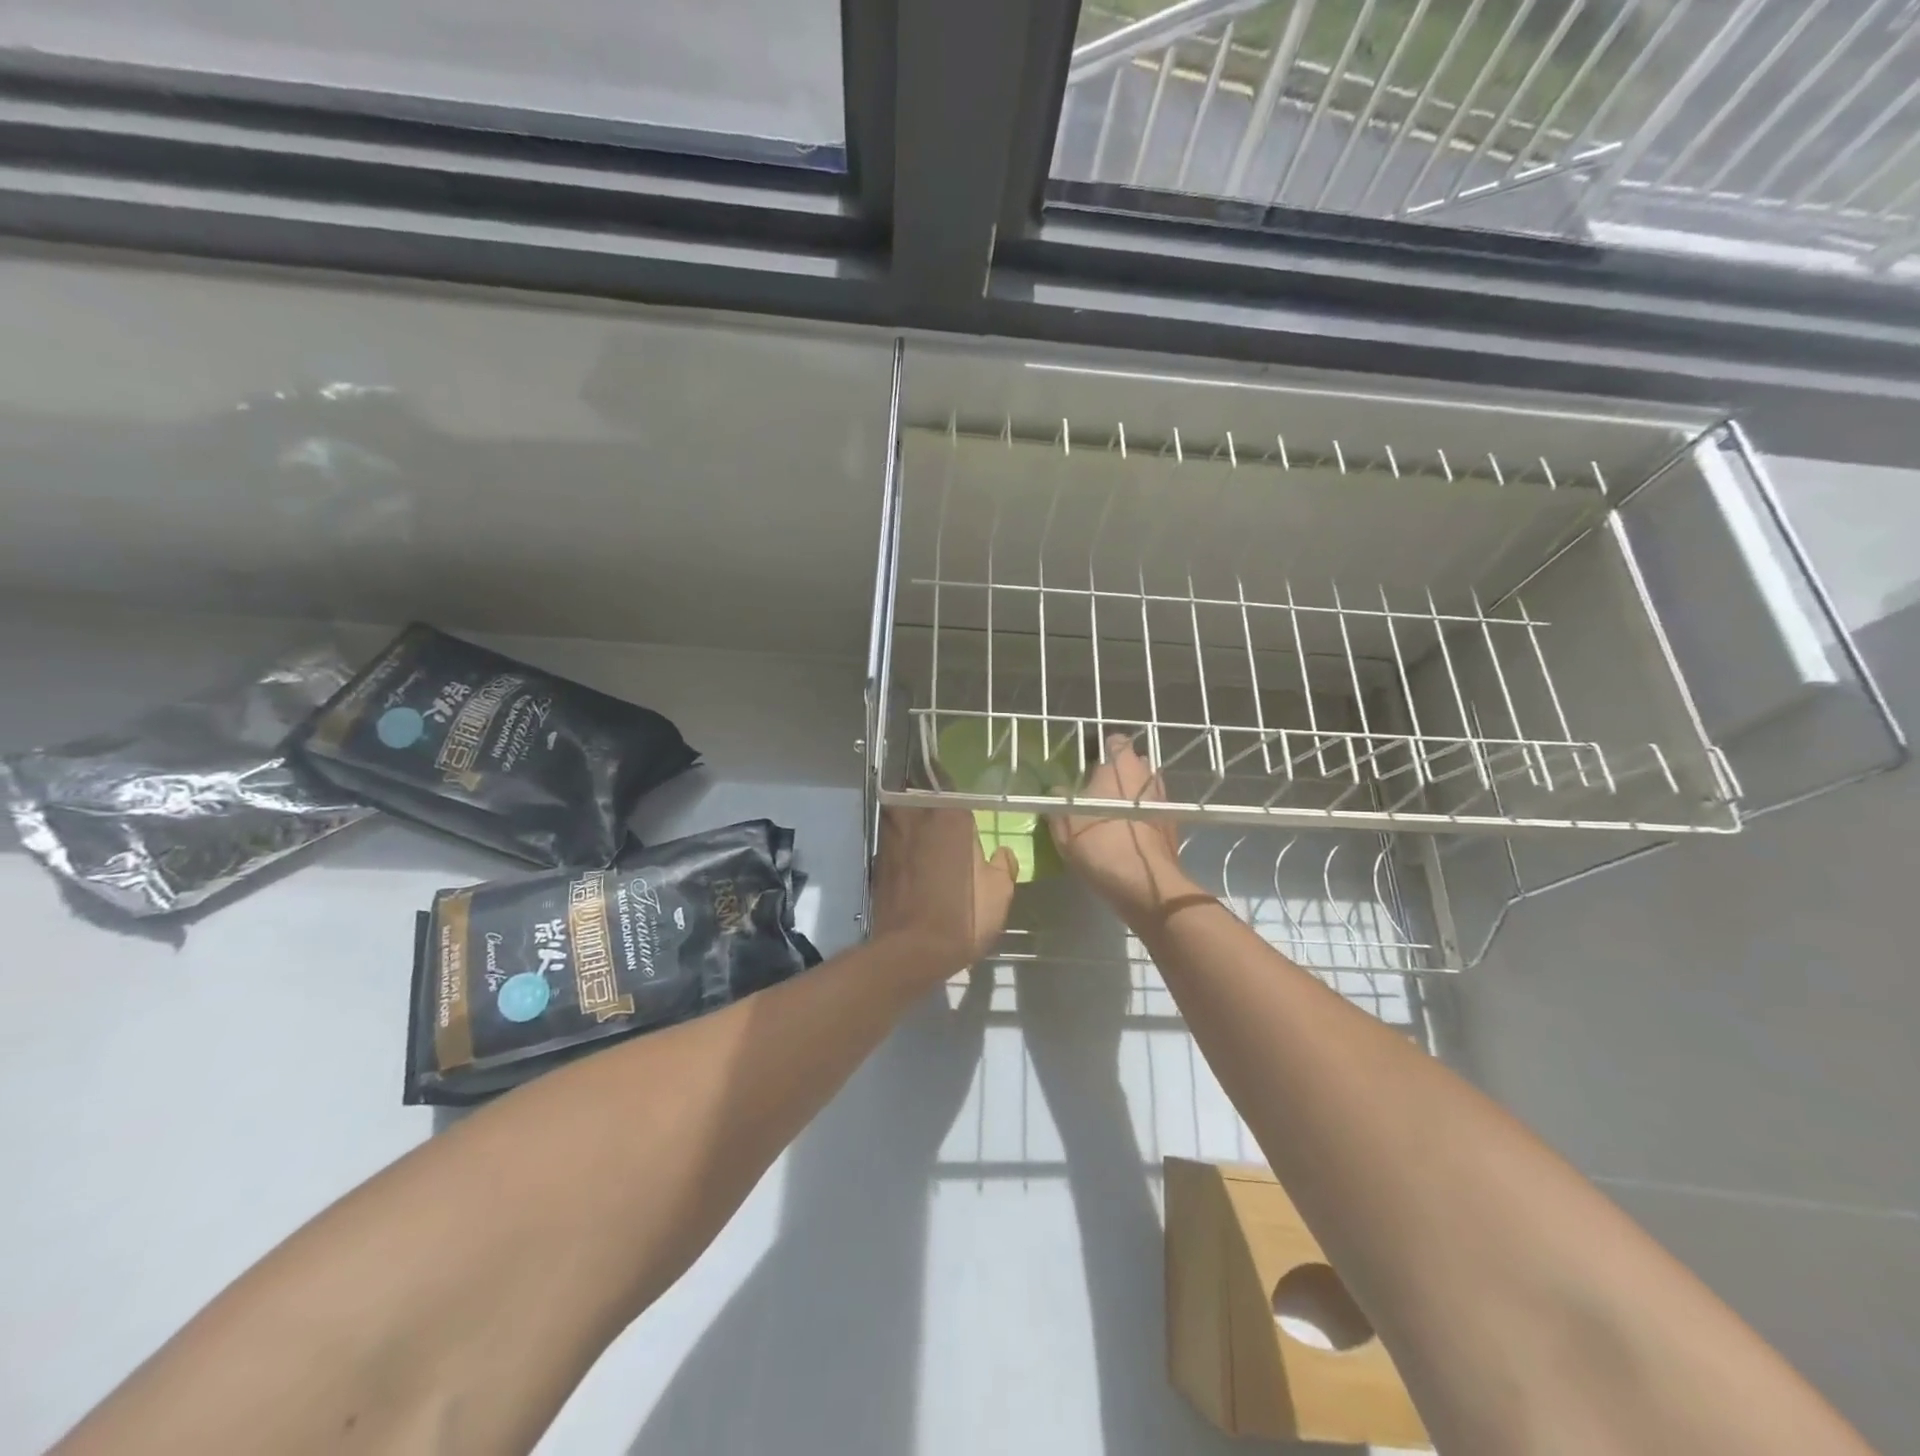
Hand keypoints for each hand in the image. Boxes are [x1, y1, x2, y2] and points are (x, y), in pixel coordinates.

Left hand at [871, 806, 1017, 976]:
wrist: (911, 951)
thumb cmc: (963, 916)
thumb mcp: (999, 893)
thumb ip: (1002, 865)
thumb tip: (1001, 853)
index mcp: (950, 816)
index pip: (952, 785)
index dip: (956, 789)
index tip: (962, 800)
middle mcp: (916, 817)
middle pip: (919, 794)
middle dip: (928, 798)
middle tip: (942, 812)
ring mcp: (891, 837)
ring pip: (900, 813)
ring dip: (911, 818)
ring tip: (926, 832)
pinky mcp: (877, 860)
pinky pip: (892, 840)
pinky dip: (900, 844)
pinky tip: (911, 859)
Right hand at [1048, 735, 1210, 928]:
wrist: (1146, 885)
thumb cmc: (1101, 844)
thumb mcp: (1063, 822)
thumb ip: (1057, 799)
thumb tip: (1057, 790)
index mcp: (1119, 765)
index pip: (1113, 741)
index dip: (1098, 748)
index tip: (1084, 763)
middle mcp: (1145, 775)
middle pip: (1131, 762)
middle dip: (1115, 770)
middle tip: (1094, 787)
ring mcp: (1163, 799)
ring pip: (1143, 786)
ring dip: (1129, 793)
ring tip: (1109, 810)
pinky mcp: (1171, 824)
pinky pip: (1151, 809)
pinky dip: (1140, 814)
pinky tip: (1126, 830)